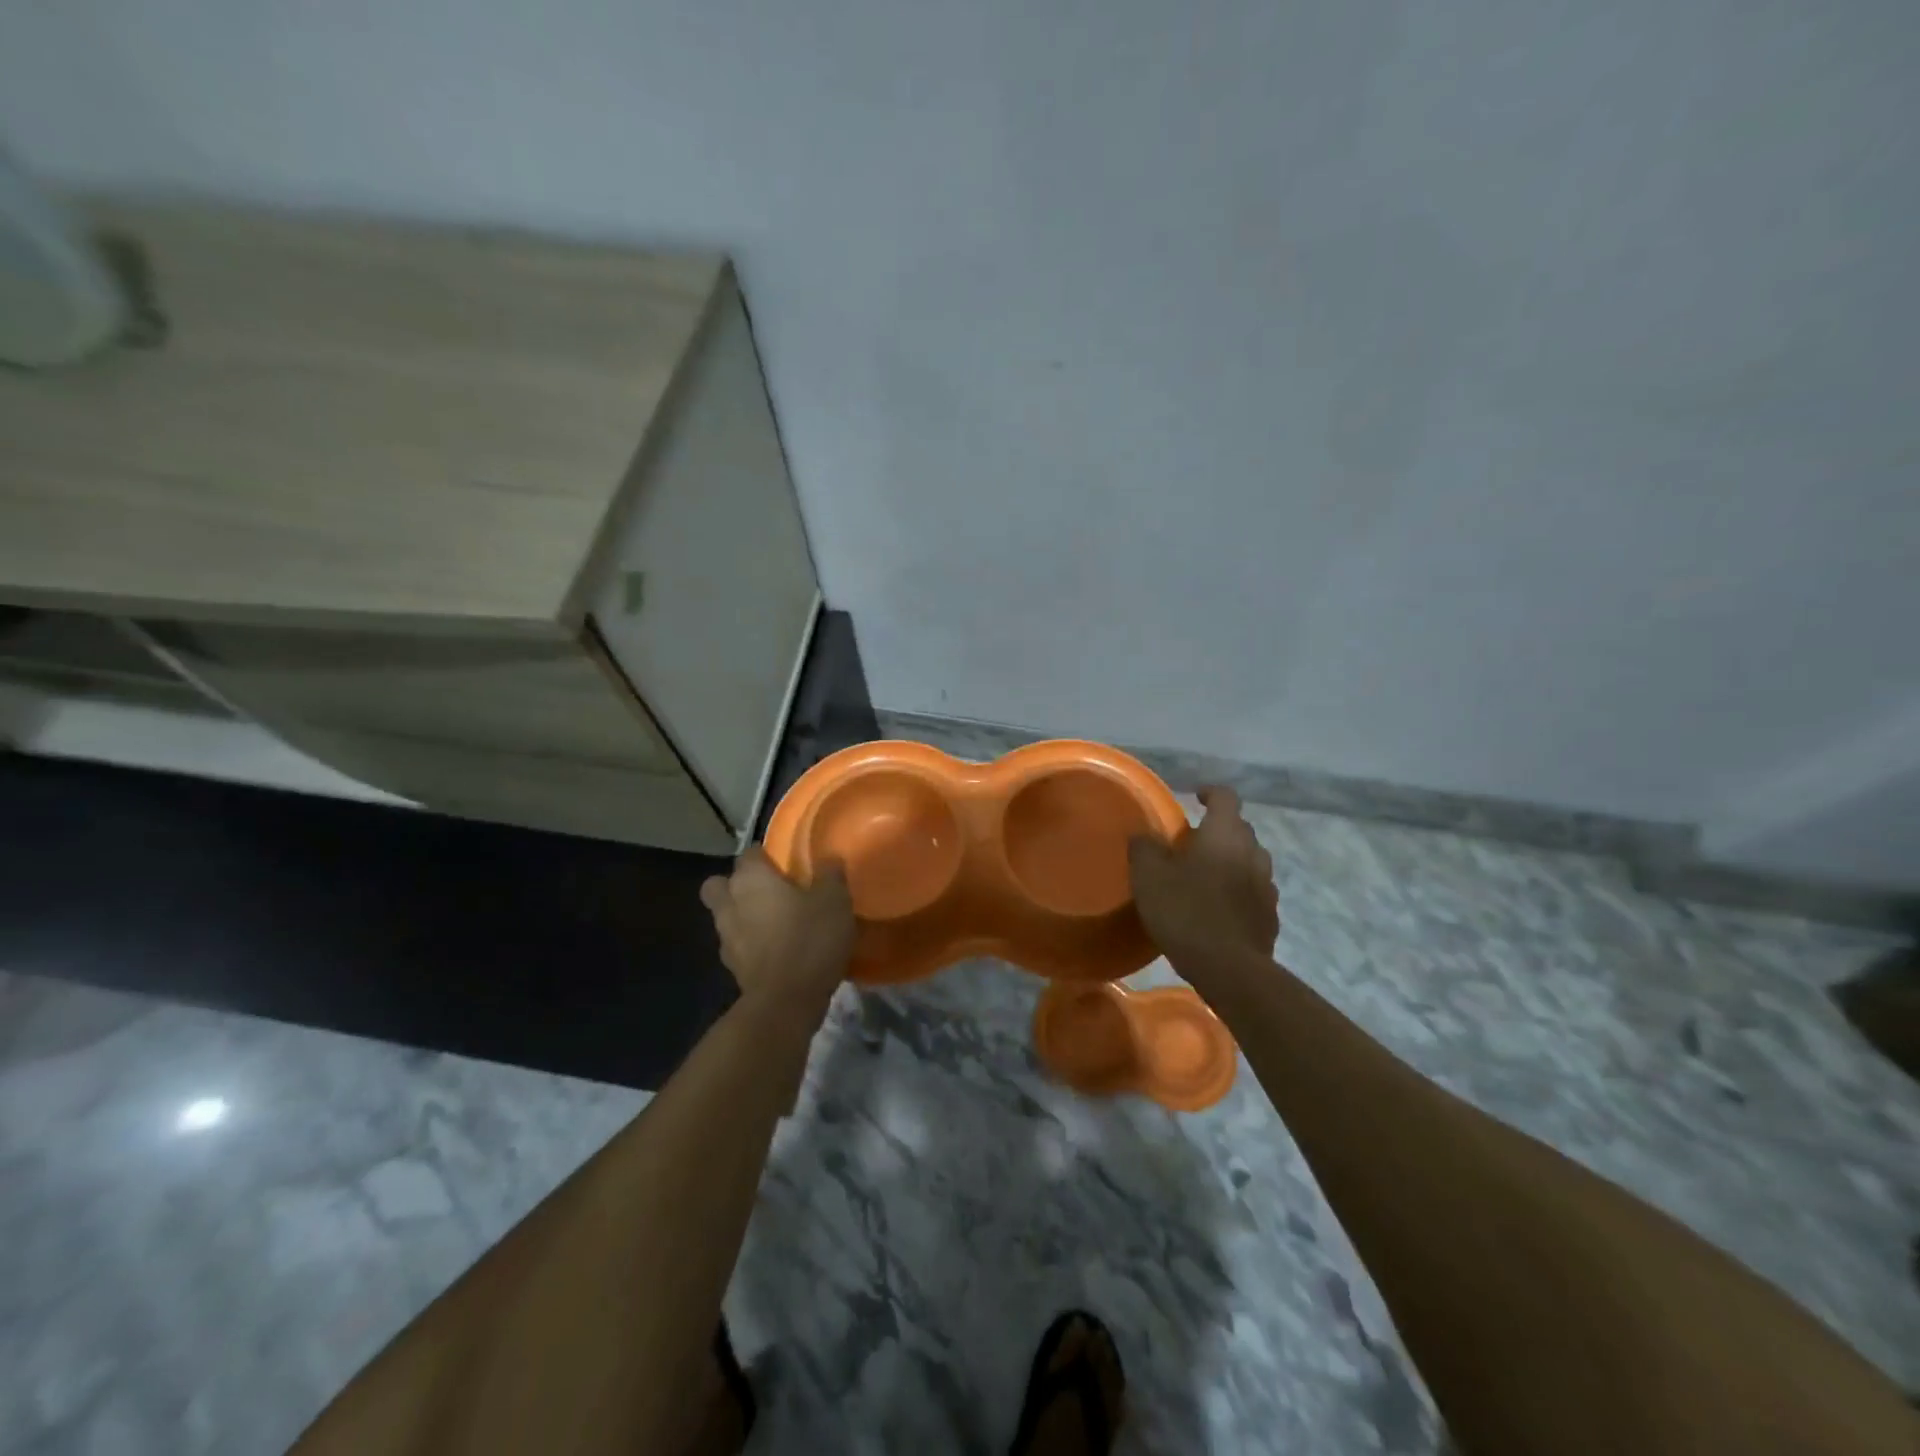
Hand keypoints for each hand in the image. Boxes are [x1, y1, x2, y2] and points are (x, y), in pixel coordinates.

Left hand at [700, 848, 854, 1021]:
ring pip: (726, 916)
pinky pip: (737, 945)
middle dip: (736, 884)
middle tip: (768, 890)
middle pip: (719, 884)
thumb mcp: (834, 900)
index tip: (786, 863)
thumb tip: (829, 859)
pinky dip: (751, 945)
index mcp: (751, 879)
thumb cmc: (809, 939)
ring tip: (775, 923)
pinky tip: (777, 950)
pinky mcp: (732, 968)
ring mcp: (726, 938)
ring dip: (743, 916)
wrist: (786, 1002)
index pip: (749, 853)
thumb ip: (830, 875)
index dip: (765, 855)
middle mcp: (730, 903)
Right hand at [1129, 786, 1278, 969]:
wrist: (1228, 968)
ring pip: (1249, 861)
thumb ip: (1144, 847)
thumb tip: (1143, 835)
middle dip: (1217, 830)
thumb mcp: (1149, 876)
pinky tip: (1220, 909)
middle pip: (1239, 829)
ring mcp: (1267, 886)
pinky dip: (1239, 891)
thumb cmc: (1185, 911)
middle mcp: (1253, 852)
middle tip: (1191, 843)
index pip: (1225, 797)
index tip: (1194, 797)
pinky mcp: (1270, 916)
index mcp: (1225, 834)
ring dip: (1231, 861)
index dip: (1209, 792)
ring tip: (1206, 876)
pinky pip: (1254, 892)